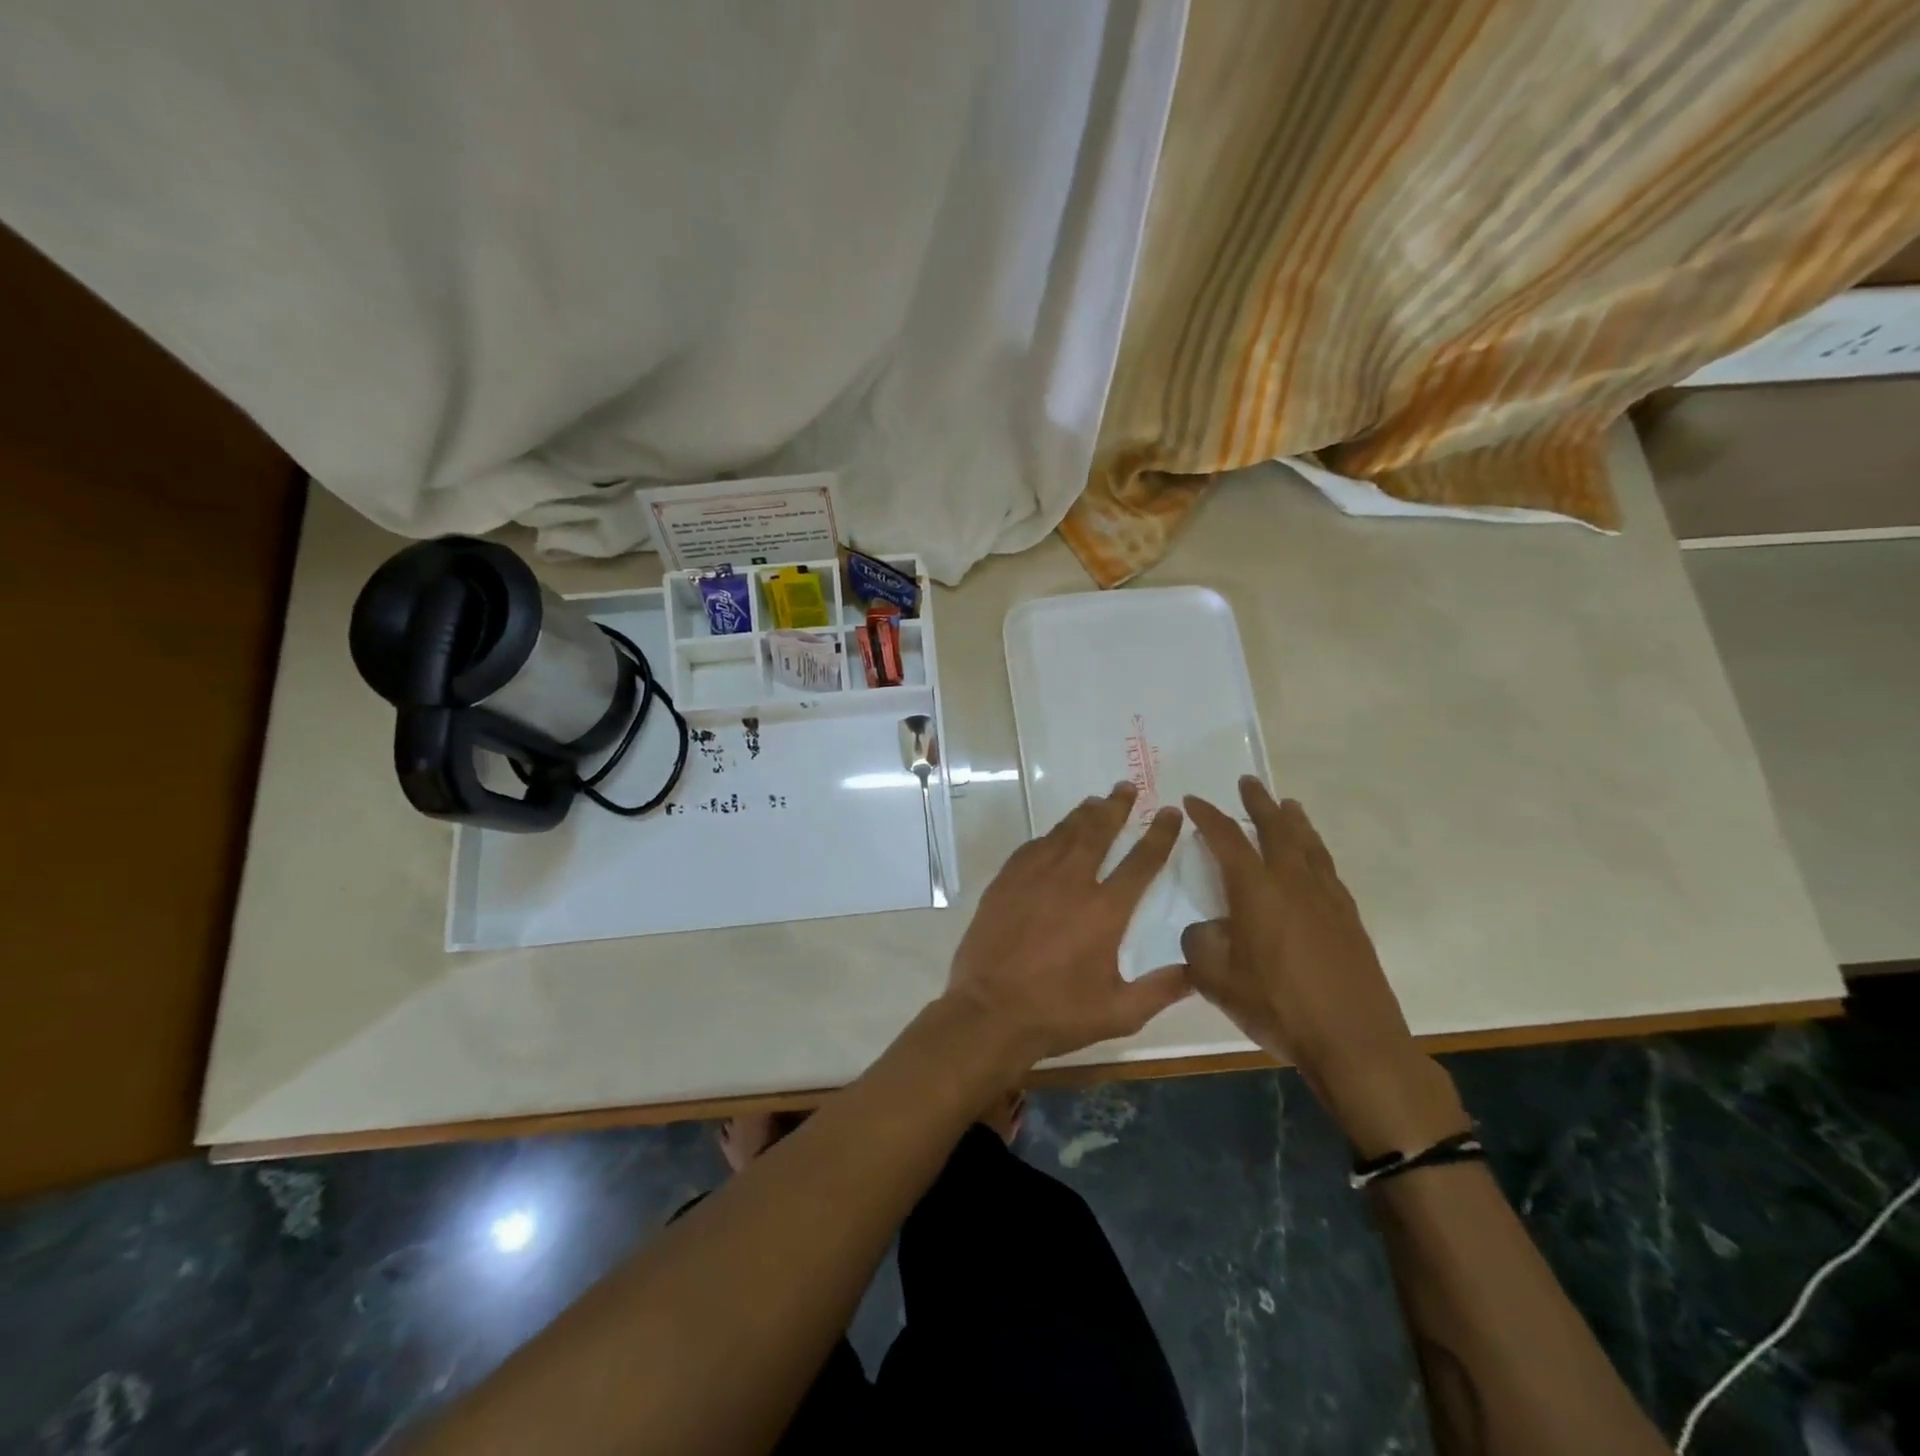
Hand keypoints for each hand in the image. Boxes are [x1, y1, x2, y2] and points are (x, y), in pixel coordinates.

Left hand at [944, 782, 1191, 1067]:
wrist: (989, 1012)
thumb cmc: (1057, 1014)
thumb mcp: (1120, 1013)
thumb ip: (1161, 989)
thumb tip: (1197, 970)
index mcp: (1105, 911)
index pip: (1141, 861)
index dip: (1159, 834)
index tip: (1170, 812)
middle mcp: (1071, 883)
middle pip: (1098, 833)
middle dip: (1116, 807)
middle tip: (1126, 787)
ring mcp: (1033, 878)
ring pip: (1063, 834)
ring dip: (1082, 815)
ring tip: (1095, 801)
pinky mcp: (1005, 882)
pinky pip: (1032, 848)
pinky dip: (1048, 836)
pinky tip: (1053, 835)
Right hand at [1181, 778, 1466, 1156]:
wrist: (1355, 1041)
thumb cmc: (1278, 1006)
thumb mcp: (1217, 981)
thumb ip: (1200, 946)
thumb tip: (1204, 929)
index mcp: (1256, 890)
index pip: (1227, 840)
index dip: (1208, 817)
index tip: (1193, 800)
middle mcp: (1293, 882)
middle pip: (1276, 828)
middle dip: (1259, 803)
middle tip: (1248, 782)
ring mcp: (1327, 898)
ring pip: (1309, 844)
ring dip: (1294, 821)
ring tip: (1287, 805)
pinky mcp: (1349, 918)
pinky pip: (1327, 868)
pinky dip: (1315, 850)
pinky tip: (1313, 859)